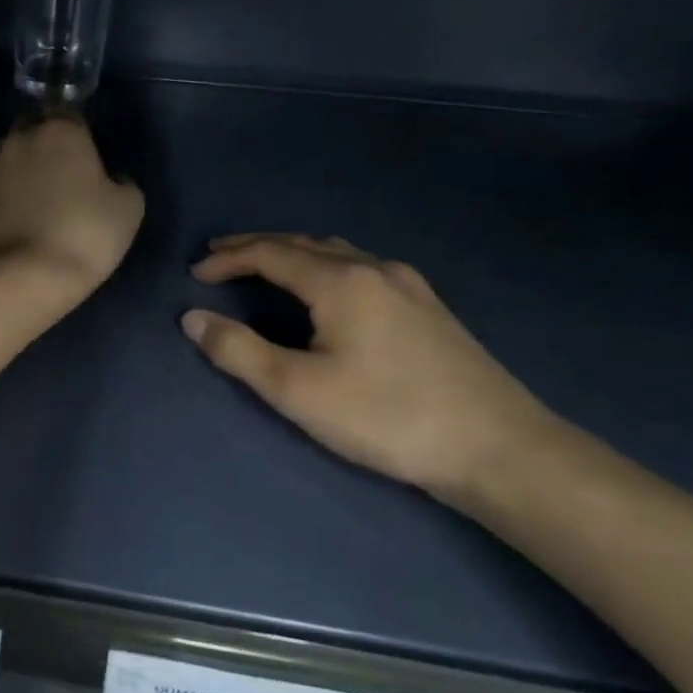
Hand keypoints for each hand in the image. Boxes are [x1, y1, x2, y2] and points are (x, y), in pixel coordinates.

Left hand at [0, 117, 143, 304]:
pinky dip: (5, 197)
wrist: (25, 274)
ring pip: (10, 157)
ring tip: (37, 200)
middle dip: (45, 145)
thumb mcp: (128, 208)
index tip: (87, 159)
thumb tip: (111, 179)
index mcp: (60, 131)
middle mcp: (20, 139)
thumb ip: (122, 182)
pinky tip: (18, 220)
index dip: (79, 135)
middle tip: (62, 176)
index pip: (70, 115)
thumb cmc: (85, 233)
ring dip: (22, 170)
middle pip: (33, 130)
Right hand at [182, 234, 559, 506]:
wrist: (500, 449)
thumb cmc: (386, 416)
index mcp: (340, 281)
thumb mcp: (297, 390)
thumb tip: (192, 318)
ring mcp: (409, 286)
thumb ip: (238, 351)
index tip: (194, 274)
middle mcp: (374, 269)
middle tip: (218, 258)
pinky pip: (361, 267)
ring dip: (292, 253)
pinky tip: (327, 289)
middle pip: (302, 243)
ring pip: (336, 252)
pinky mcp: (429, 308)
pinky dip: (324, 265)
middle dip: (255, 247)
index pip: (269, 254)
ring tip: (264, 267)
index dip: (227, 260)